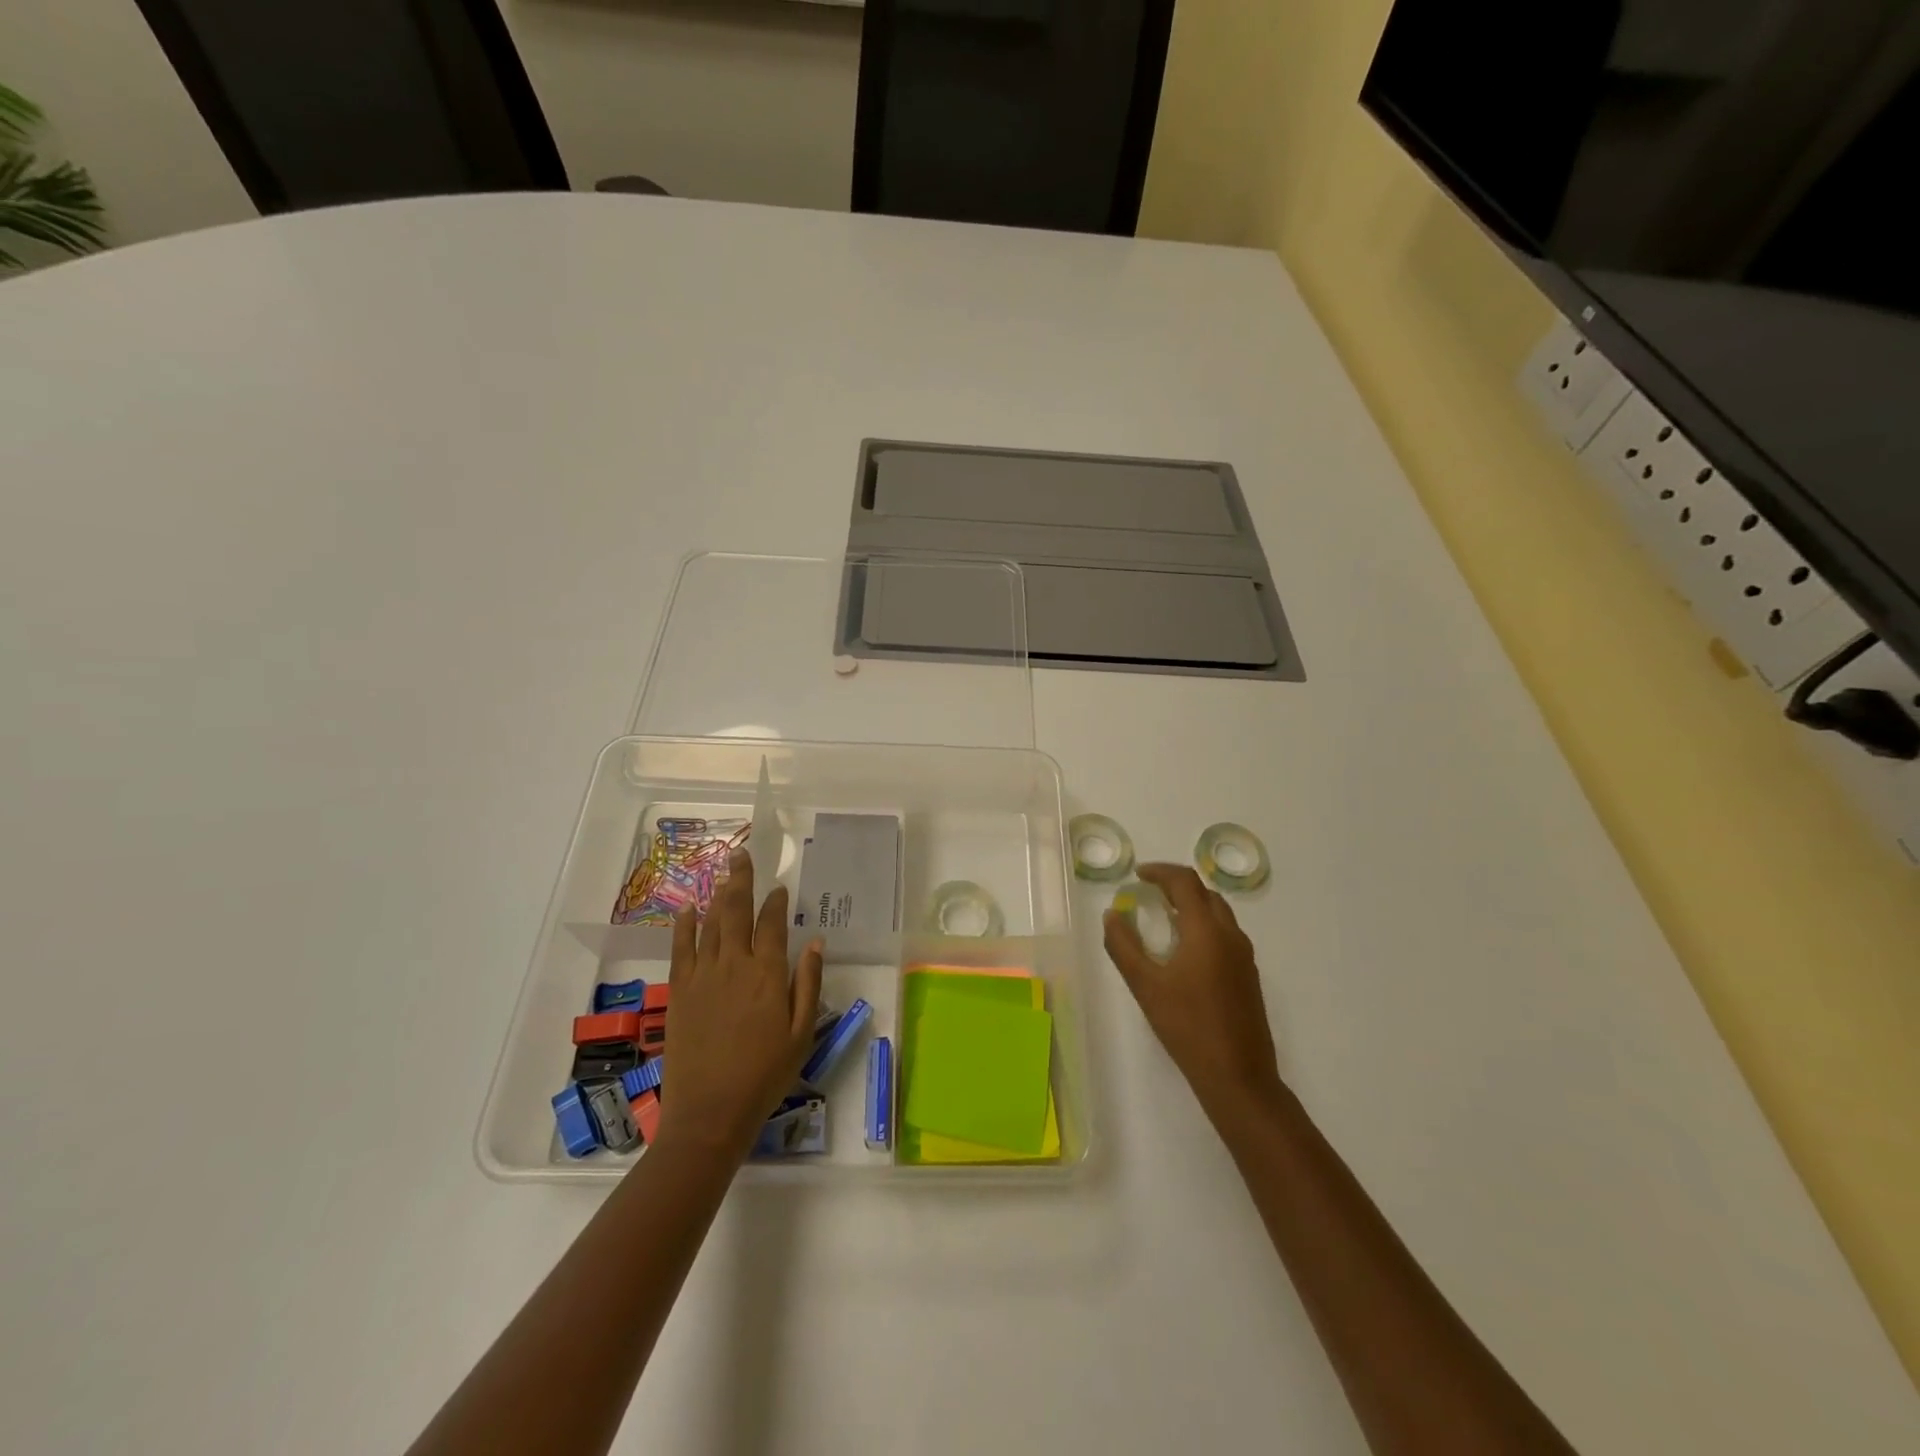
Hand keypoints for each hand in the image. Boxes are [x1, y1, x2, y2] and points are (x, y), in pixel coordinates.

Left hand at [657, 850, 822, 1160]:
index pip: (772, 924)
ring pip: (710, 923)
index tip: (779, 887)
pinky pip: (681, 948)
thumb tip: (814, 942)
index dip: (775, 902)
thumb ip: (808, 983)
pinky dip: (684, 925)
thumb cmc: (765, 1075)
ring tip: (723, 873)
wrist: (711, 1112)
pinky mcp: (680, 991)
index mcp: (768, 974)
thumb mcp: (802, 1033)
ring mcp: (703, 975)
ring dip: (718, 895)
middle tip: (742, 855)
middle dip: (742, 880)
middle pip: (736, 911)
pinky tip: (688, 908)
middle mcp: (734, 964)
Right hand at [1103, 863, 1283, 1123]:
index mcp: (1206, 931)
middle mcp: (1230, 935)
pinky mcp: (1249, 975)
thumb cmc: (1187, 1026)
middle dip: (1177, 885)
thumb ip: (1123, 946)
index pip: (1185, 882)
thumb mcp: (1145, 985)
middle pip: (1205, 893)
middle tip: (1149, 893)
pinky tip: (1185, 950)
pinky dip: (1204, 925)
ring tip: (1164, 917)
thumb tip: (1112, 914)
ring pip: (1219, 913)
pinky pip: (1226, 934)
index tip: (1137, 875)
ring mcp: (1244, 956)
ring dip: (1192, 905)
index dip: (1160, 872)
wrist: (1238, 1076)